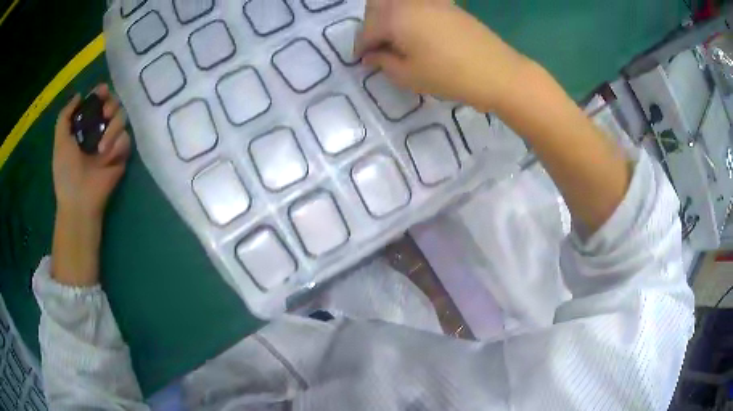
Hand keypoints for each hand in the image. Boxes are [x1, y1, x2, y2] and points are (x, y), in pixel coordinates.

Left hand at [53, 84, 130, 220]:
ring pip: (122, 119)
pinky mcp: (121, 154)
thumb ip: (65, 116)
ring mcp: (111, 142)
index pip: (96, 102)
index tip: (102, 91)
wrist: (80, 200)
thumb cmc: (66, 172)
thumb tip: (80, 95)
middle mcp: (99, 130)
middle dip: (110, 105)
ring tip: (101, 148)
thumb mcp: (60, 141)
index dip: (100, 94)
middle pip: (113, 104)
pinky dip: (117, 145)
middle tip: (105, 114)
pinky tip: (108, 158)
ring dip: (112, 129)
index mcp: (84, 127)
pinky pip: (126, 139)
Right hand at [356, 0, 529, 112]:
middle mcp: (409, 2)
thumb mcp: (408, 75)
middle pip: (377, 7)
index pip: (366, 30)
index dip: (360, 48)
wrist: (498, 72)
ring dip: (389, 18)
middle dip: (371, 26)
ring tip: (396, 41)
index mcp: (394, 17)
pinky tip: (417, 32)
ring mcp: (431, 1)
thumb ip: (383, 62)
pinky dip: (409, 15)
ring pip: (397, 3)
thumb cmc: (449, 76)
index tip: (361, 62)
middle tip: (377, 48)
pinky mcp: (448, 6)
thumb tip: (371, 56)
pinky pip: (417, 4)